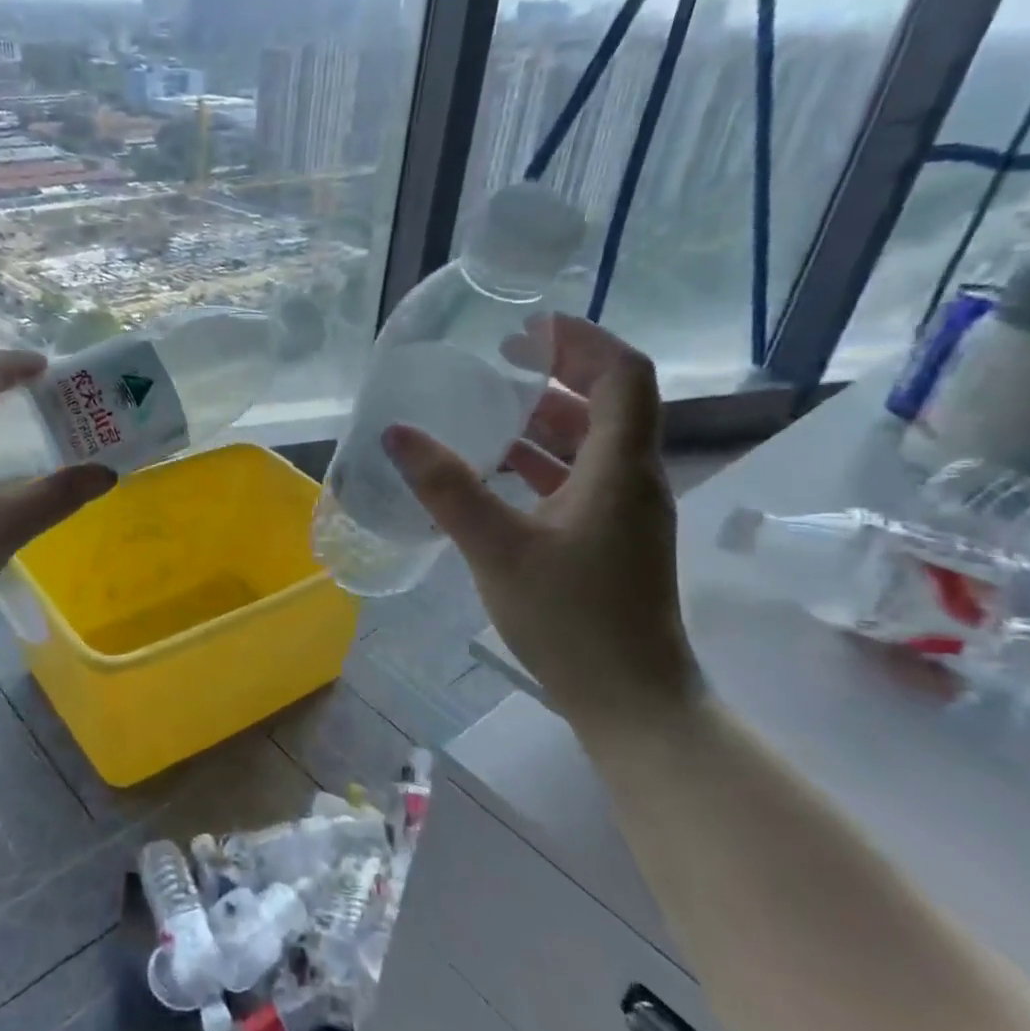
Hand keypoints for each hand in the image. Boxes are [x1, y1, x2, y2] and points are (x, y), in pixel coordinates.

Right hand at [382, 315, 702, 721]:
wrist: (630, 701)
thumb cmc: (572, 620)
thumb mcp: (498, 548)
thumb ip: (447, 488)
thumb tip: (397, 434)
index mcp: (621, 468)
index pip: (623, 374)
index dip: (581, 339)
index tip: (524, 329)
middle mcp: (632, 479)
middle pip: (608, 402)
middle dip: (555, 373)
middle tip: (496, 362)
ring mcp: (624, 512)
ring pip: (591, 443)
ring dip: (544, 420)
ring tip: (486, 411)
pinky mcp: (610, 539)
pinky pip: (578, 479)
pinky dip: (541, 462)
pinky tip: (494, 472)